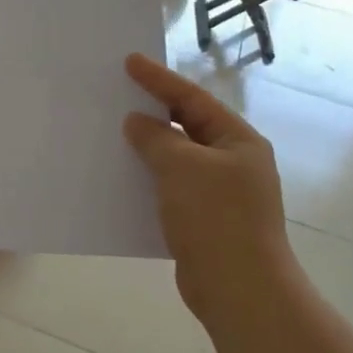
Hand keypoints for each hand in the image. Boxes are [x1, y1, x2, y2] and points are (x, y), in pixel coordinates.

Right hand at [123, 53, 294, 328]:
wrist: (239, 291)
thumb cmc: (216, 218)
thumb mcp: (182, 167)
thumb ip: (156, 138)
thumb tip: (138, 122)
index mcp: (237, 141)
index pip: (192, 99)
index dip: (159, 79)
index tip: (129, 61)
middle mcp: (233, 162)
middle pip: (187, 125)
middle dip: (153, 110)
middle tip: (119, 93)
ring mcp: (220, 193)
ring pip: (177, 158)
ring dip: (148, 146)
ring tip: (114, 132)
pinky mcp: (204, 219)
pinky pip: (171, 186)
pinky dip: (149, 177)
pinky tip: (124, 176)